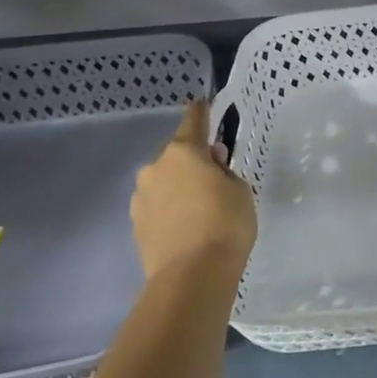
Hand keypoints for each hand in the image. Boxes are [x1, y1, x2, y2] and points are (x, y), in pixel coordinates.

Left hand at [131, 100, 256, 284]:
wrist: (192, 275)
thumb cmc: (225, 223)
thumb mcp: (240, 191)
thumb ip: (225, 172)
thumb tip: (211, 165)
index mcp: (183, 153)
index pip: (193, 123)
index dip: (201, 112)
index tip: (202, 102)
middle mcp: (155, 169)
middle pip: (178, 156)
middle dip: (194, 162)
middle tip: (216, 177)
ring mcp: (141, 197)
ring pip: (165, 183)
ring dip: (180, 187)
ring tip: (203, 208)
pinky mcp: (136, 224)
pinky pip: (158, 206)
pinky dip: (172, 209)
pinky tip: (189, 226)